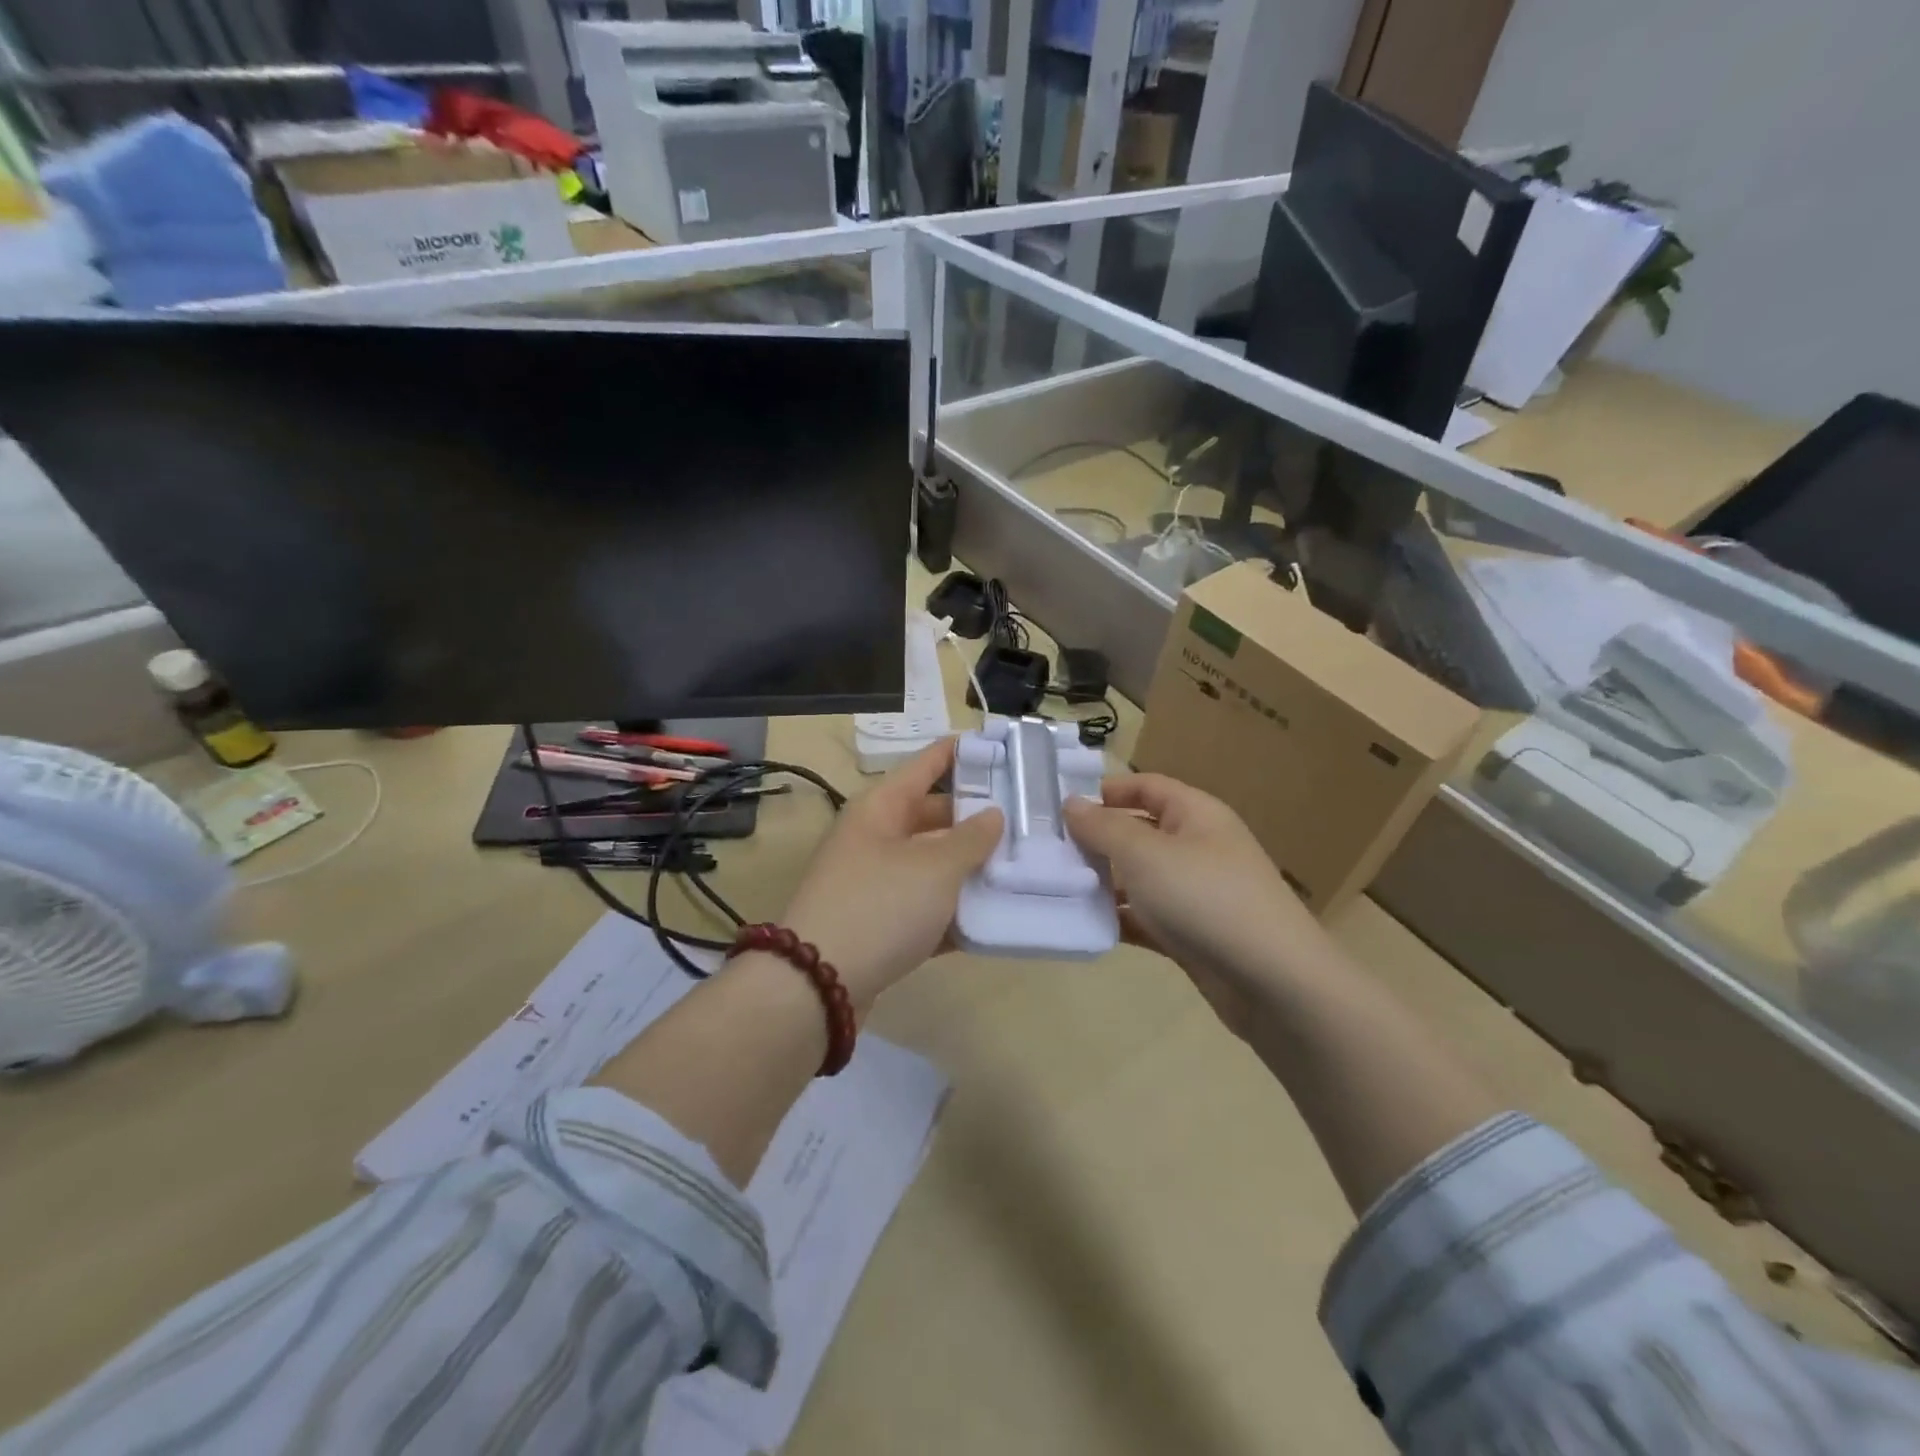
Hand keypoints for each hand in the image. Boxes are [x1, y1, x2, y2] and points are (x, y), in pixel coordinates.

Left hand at [779, 739, 1001, 1011]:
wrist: (818, 985)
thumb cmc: (881, 906)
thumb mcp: (935, 868)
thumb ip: (971, 839)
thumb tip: (992, 815)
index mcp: (881, 808)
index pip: (927, 764)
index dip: (962, 752)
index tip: (1002, 747)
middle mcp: (875, 838)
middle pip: (932, 815)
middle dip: (976, 817)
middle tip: (1026, 817)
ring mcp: (874, 882)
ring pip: (931, 863)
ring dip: (970, 866)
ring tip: (1021, 864)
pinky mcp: (878, 924)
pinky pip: (925, 906)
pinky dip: (954, 909)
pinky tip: (993, 917)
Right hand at [1063, 774, 1324, 1037]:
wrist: (1273, 983)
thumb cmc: (1206, 899)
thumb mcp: (1145, 855)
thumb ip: (1103, 827)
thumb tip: (1071, 803)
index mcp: (1196, 814)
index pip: (1147, 786)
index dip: (1107, 790)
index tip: (1061, 806)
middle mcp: (1198, 847)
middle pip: (1139, 832)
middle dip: (1097, 839)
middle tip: (1048, 851)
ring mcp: (1196, 893)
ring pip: (1140, 877)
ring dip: (1103, 882)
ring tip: (1056, 888)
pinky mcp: (1192, 934)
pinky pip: (1147, 917)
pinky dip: (1120, 919)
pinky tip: (1086, 925)